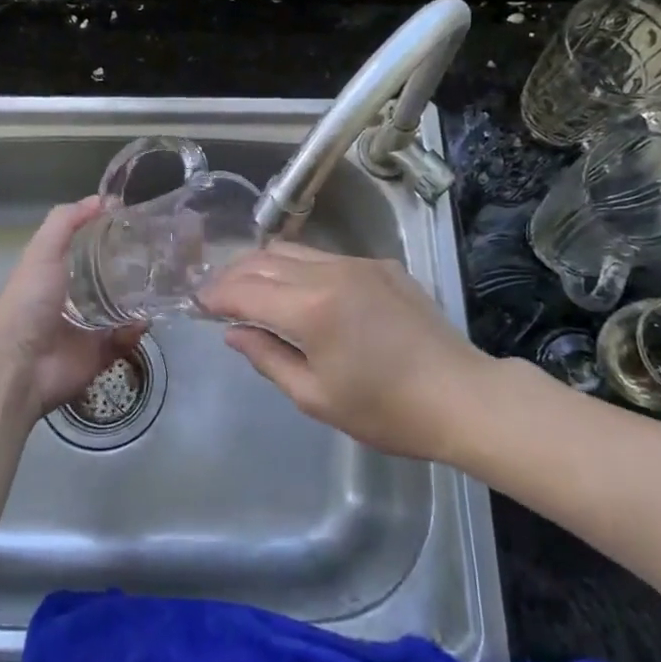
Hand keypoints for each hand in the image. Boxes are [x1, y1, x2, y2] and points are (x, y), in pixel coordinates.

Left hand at [0, 198, 145, 421]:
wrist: (21, 364)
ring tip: (161, 283)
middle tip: (158, 253)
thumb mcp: (43, 250)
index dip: (109, 234)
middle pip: (108, 277)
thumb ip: (67, 221)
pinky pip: (126, 339)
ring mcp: (87, 327)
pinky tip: (144, 318)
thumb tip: (105, 200)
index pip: (87, 247)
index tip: (137, 222)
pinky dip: (136, 330)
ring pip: (122, 308)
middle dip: (131, 267)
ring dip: (139, 299)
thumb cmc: (29, 300)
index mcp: (56, 272)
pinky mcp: (100, 354)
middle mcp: (72, 297)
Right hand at [200, 243, 486, 461]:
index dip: (216, 295)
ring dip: (264, 265)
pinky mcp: (381, 265)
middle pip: (264, 259)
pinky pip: (326, 257)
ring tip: (250, 287)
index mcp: (310, 309)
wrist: (462, 396)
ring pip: (294, 251)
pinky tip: (301, 290)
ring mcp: (358, 263)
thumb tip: (234, 332)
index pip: (245, 291)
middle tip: (216, 294)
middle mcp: (329, 273)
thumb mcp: (316, 397)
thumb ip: (268, 358)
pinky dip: (300, 268)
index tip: (198, 303)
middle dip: (233, 274)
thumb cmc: (386, 410)